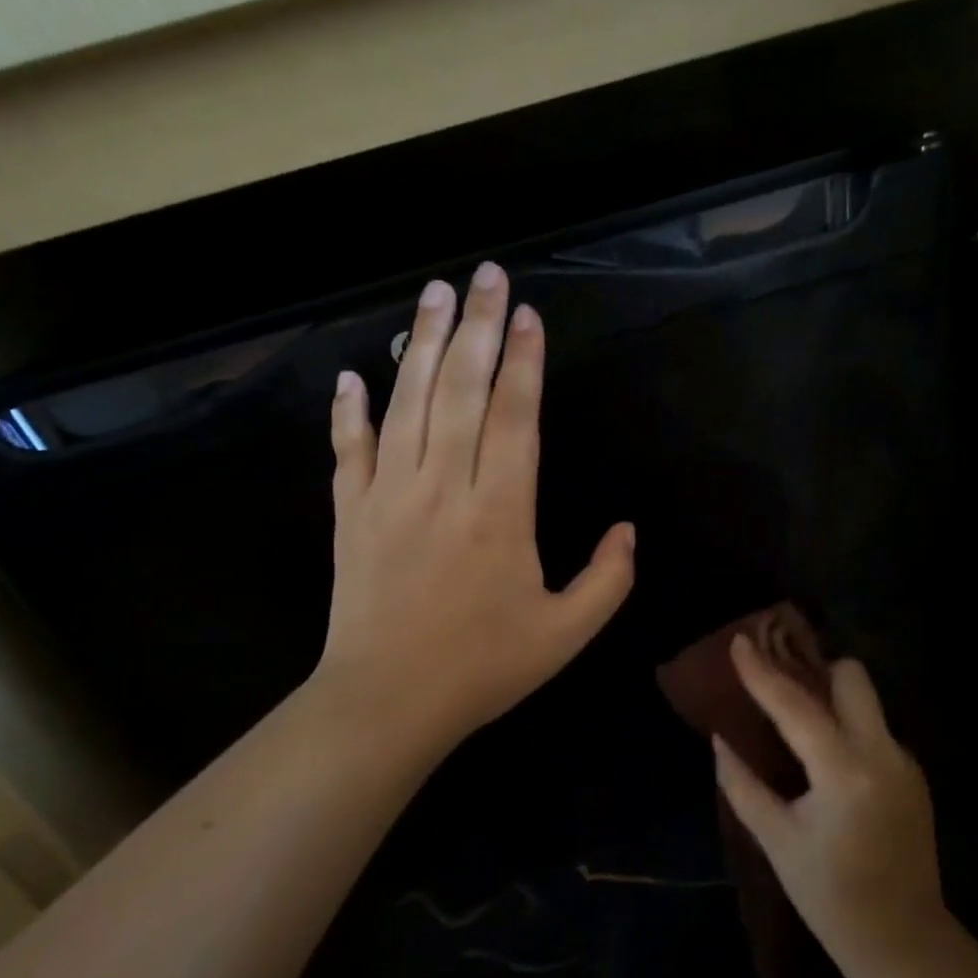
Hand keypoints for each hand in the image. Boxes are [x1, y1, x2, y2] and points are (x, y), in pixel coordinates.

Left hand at [308, 261, 634, 764]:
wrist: (387, 702)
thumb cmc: (483, 667)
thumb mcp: (567, 634)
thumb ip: (608, 579)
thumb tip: (628, 529)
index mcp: (500, 512)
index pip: (515, 417)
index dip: (524, 361)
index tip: (527, 314)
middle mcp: (444, 488)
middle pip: (462, 391)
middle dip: (477, 327)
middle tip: (485, 274)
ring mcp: (390, 495)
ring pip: (407, 404)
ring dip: (421, 345)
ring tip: (434, 295)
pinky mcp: (352, 514)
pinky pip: (349, 450)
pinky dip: (349, 411)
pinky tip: (354, 375)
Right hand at [713, 636, 946, 963]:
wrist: (903, 940)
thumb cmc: (829, 895)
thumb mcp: (776, 840)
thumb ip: (743, 784)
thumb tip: (720, 740)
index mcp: (843, 771)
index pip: (794, 706)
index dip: (761, 673)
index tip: (740, 641)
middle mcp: (881, 754)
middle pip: (852, 679)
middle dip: (817, 671)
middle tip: (782, 682)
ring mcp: (904, 762)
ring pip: (866, 702)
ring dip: (832, 699)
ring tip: (797, 717)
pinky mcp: (913, 775)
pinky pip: (875, 730)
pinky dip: (847, 728)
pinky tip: (825, 757)